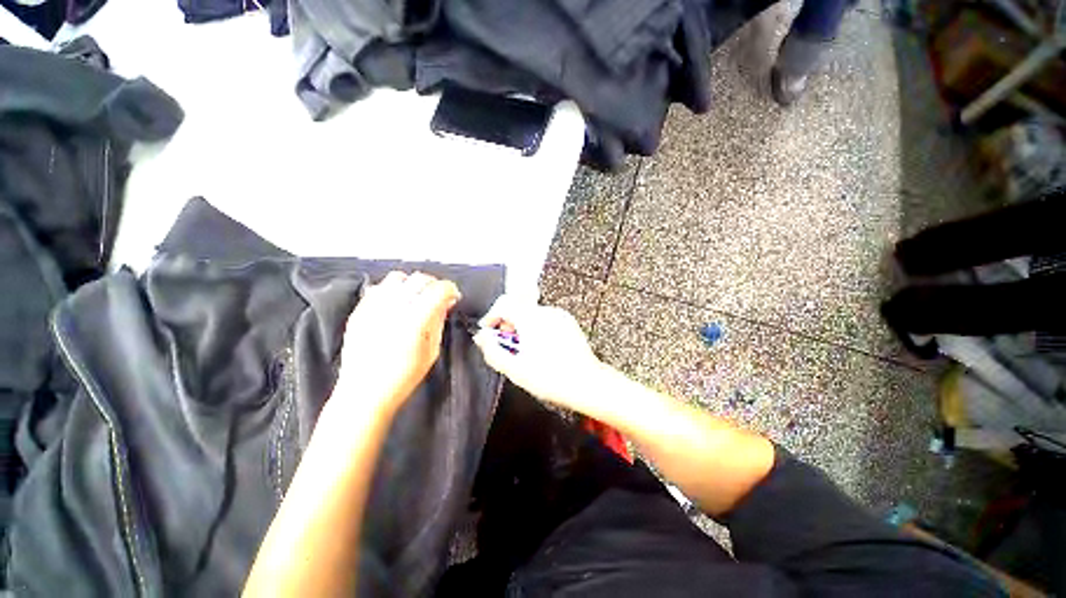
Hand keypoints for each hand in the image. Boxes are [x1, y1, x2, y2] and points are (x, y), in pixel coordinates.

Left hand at [336, 271, 460, 416]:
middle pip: (419, 279)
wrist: (363, 393)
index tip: (454, 296)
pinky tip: (397, 304)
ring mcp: (373, 308)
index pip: (438, 289)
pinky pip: (378, 288)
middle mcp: (393, 308)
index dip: (450, 289)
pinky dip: (392, 290)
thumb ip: (438, 322)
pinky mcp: (359, 312)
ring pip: (397, 278)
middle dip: (434, 284)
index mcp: (415, 320)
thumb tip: (445, 303)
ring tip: (416, 297)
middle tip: (438, 296)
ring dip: (412, 284)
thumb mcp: (431, 351)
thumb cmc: (403, 377)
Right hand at [473, 295, 603, 411]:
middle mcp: (546, 312)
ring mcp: (559, 316)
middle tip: (504, 343)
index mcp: (531, 319)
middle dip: (506, 323)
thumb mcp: (515, 369)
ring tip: (522, 349)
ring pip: (531, 314)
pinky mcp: (568, 322)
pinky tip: (539, 347)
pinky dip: (536, 328)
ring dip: (521, 326)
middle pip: (518, 308)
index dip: (491, 315)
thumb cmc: (551, 378)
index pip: (504, 303)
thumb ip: (493, 351)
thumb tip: (482, 339)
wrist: (586, 383)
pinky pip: (545, 319)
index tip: (488, 330)